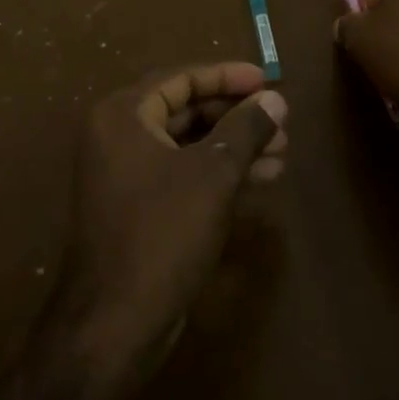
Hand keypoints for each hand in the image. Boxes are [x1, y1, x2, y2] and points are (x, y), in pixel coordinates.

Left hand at [63, 62, 287, 379]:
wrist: (116, 322)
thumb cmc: (163, 232)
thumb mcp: (213, 174)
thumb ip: (245, 130)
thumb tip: (275, 100)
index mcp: (123, 114)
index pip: (180, 79)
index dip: (227, 76)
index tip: (267, 79)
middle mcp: (117, 135)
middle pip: (185, 109)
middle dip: (236, 116)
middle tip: (281, 123)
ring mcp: (124, 173)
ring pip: (187, 144)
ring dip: (234, 146)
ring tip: (283, 153)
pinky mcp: (137, 206)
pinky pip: (181, 173)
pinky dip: (217, 172)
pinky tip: (259, 179)